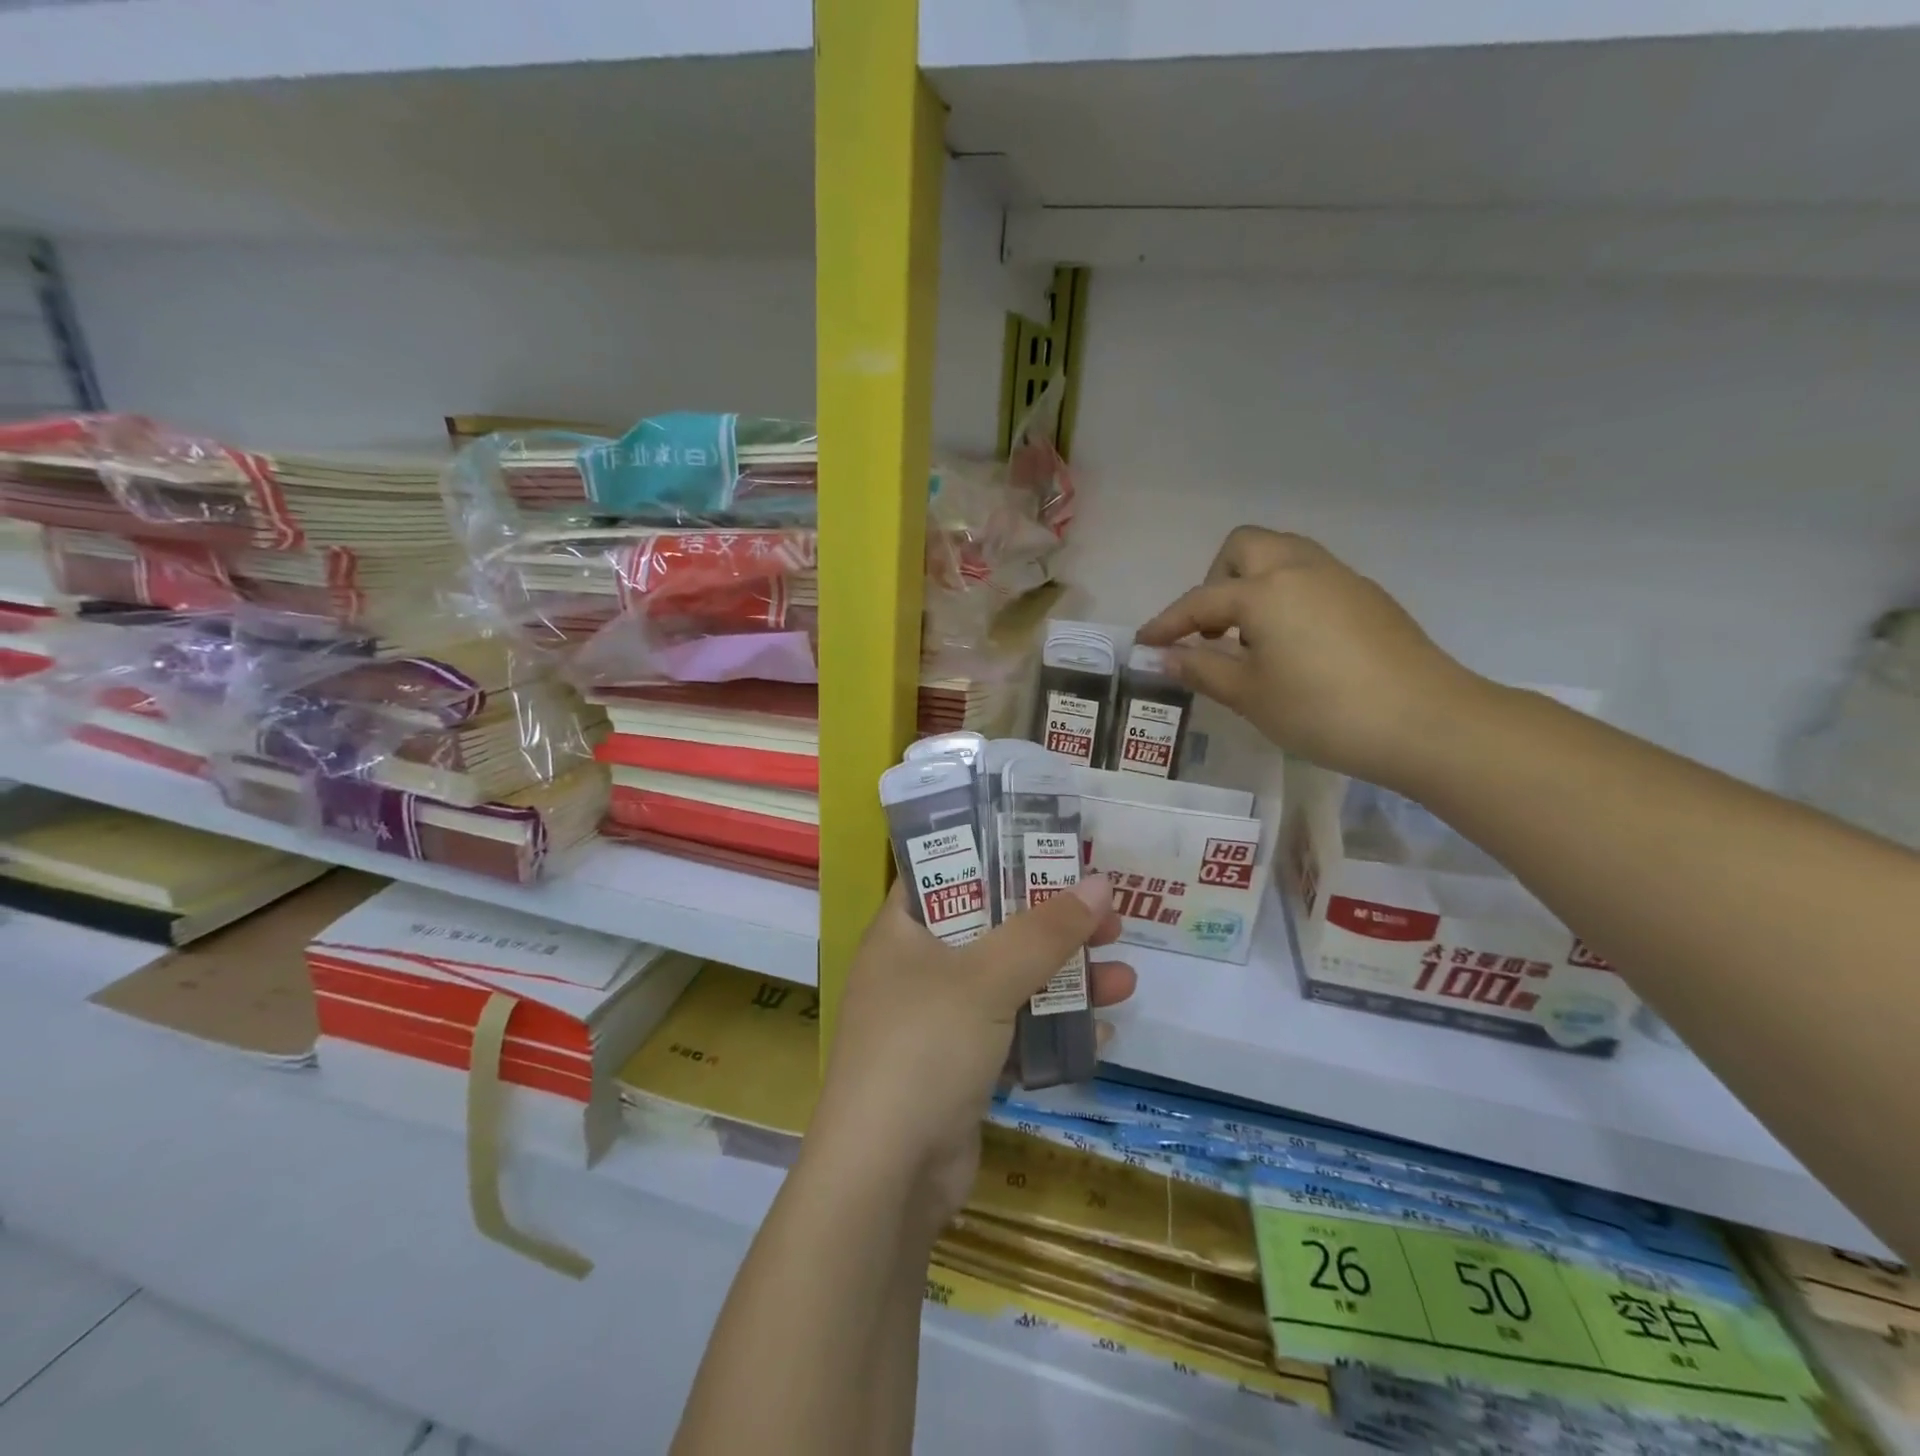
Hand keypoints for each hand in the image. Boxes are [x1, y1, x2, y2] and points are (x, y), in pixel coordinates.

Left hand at [812, 875, 1135, 1233]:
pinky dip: (1051, 1030)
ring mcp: (938, 1022)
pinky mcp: (960, 1068)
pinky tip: (1101, 1032)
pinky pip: (1013, 1034)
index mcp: (902, 932)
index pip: (945, 873)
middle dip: (1051, 926)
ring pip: (1010, 984)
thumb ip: (1044, 931)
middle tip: (1107, 917)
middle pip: (991, 929)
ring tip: (1125, 977)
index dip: (996, 856)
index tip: (1049, 850)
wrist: (886, 1178)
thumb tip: (1099, 884)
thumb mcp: (986, 978)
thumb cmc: (924, 1047)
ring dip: (1065, 981)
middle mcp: (916, 970)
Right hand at [1137, 527, 1481, 787]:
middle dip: (1215, 580)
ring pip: (1283, 555)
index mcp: (1265, 590)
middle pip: (1244, 547)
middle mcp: (1300, 569)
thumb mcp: (1249, 696)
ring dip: (1253, 584)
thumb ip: (1200, 670)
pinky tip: (1293, 644)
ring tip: (1249, 636)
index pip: (1199, 601)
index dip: (1167, 623)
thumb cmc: (1323, 710)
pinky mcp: (1368, 597)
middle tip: (1212, 628)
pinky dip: (1287, 596)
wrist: (1427, 722)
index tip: (1144, 644)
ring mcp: (1340, 578)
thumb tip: (1162, 657)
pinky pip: (1312, 577)